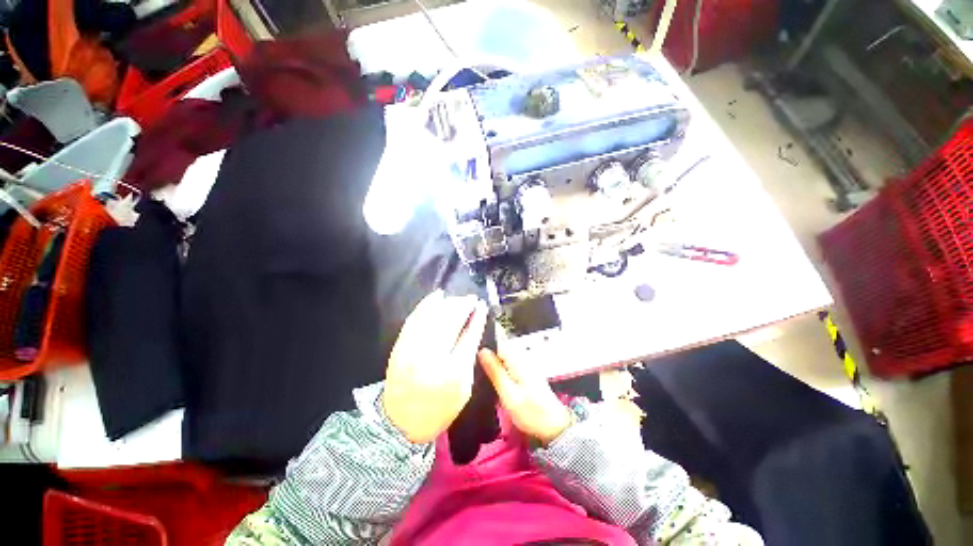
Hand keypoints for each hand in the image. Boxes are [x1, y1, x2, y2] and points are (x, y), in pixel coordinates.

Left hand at [382, 290, 487, 443]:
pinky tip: (436, 296)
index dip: (476, 318)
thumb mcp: (463, 387)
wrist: (399, 423)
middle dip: (462, 306)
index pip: (467, 336)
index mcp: (451, 372)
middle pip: (449, 322)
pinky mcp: (400, 346)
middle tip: (471, 299)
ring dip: (447, 304)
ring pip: (432, 317)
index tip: (481, 305)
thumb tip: (474, 325)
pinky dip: (426, 305)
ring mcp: (411, 350)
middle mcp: (430, 357)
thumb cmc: (439, 408)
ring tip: (458, 299)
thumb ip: (469, 355)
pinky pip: (414, 318)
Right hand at [478, 348, 571, 445]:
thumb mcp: (509, 394)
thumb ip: (495, 371)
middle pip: (499, 348)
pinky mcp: (525, 372)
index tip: (470, 354)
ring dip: (492, 363)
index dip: (483, 346)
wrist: (553, 426)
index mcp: (517, 359)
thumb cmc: (530, 412)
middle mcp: (521, 357)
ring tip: (479, 374)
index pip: (496, 342)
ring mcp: (524, 364)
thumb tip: (482, 351)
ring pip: (502, 357)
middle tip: (472, 368)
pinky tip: (493, 380)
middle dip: (486, 355)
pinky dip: (499, 370)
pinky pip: (507, 364)